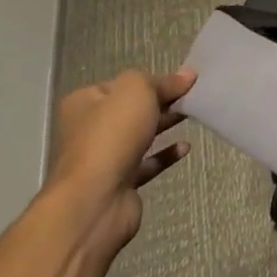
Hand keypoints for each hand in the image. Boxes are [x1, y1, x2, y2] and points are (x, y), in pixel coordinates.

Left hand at [44, 69, 195, 256]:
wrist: (97, 200)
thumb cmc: (112, 134)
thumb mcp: (138, 90)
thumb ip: (163, 81)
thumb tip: (187, 76)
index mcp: (84, 103)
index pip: (122, 84)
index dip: (152, 80)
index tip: (181, 80)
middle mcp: (89, 130)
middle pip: (131, 110)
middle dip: (161, 102)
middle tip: (191, 96)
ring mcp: (103, 159)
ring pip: (139, 136)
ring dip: (164, 126)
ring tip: (191, 115)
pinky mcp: (119, 184)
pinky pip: (146, 164)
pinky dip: (165, 155)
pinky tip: (185, 147)